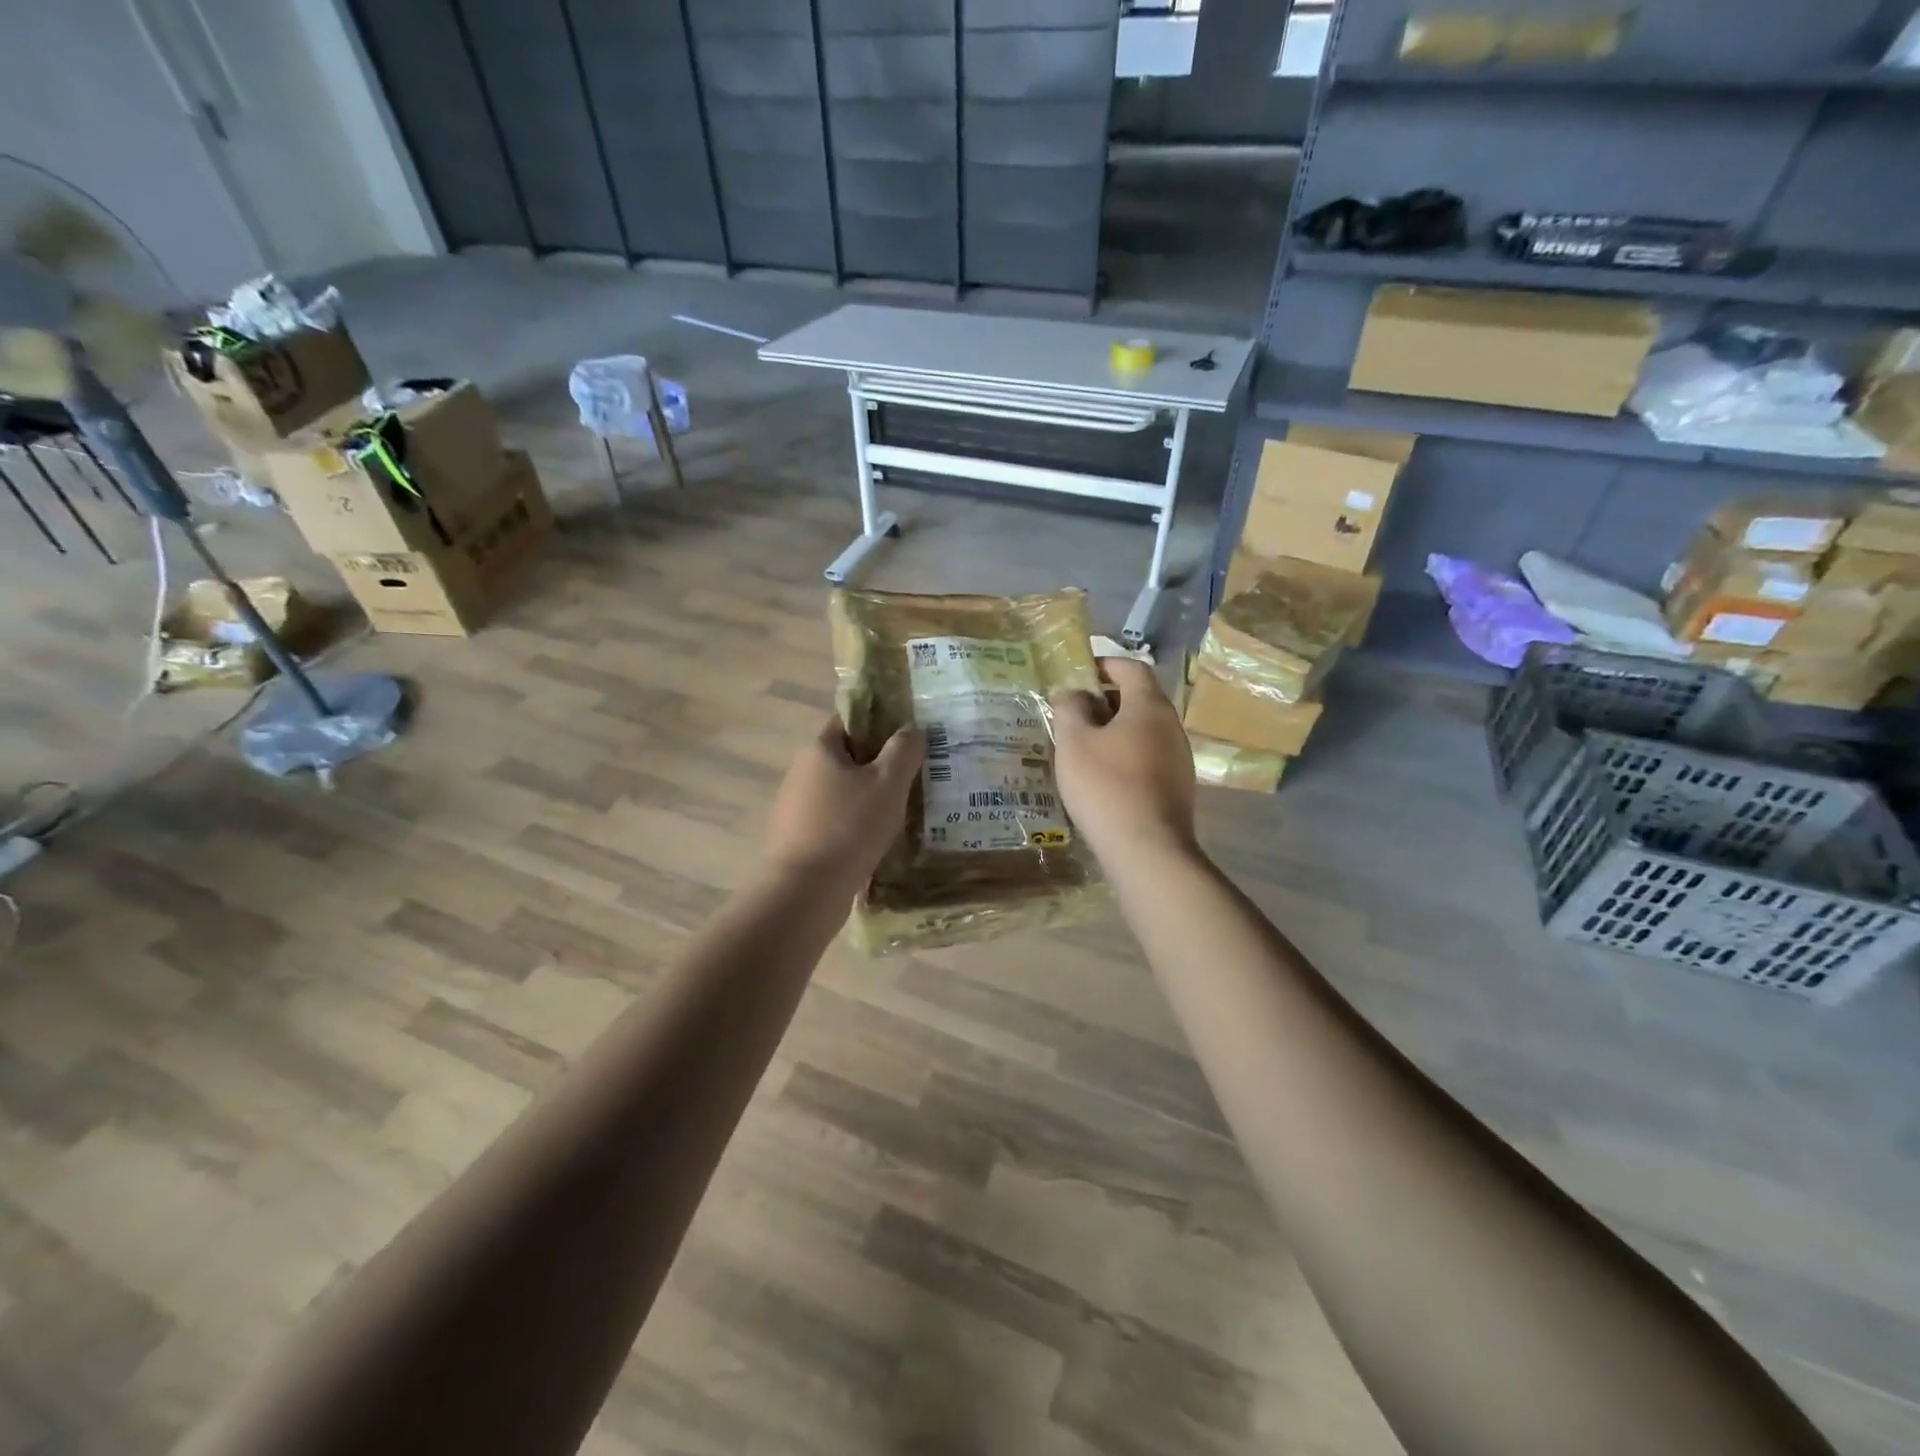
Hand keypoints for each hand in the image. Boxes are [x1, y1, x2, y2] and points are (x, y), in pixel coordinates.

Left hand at [765, 718, 923, 883]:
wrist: (806, 891)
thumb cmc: (850, 827)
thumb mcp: (888, 782)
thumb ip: (904, 750)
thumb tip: (913, 728)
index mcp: (819, 750)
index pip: (850, 722)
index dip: (880, 724)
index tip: (909, 740)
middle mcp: (801, 773)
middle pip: (847, 759)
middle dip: (878, 766)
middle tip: (914, 778)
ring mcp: (796, 808)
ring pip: (841, 793)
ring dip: (868, 799)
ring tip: (902, 812)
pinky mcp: (798, 839)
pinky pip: (834, 822)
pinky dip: (855, 825)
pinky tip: (877, 840)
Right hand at [1050, 658, 1196, 864]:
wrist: (1147, 849)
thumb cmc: (1105, 786)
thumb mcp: (1074, 742)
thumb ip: (1069, 708)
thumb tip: (1073, 693)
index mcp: (1149, 706)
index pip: (1131, 667)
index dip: (1104, 664)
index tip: (1077, 674)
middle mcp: (1171, 725)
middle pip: (1139, 698)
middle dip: (1105, 700)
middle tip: (1072, 714)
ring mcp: (1179, 757)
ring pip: (1143, 730)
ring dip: (1115, 730)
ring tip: (1083, 748)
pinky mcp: (1178, 786)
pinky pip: (1148, 756)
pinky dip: (1126, 755)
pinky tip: (1103, 778)